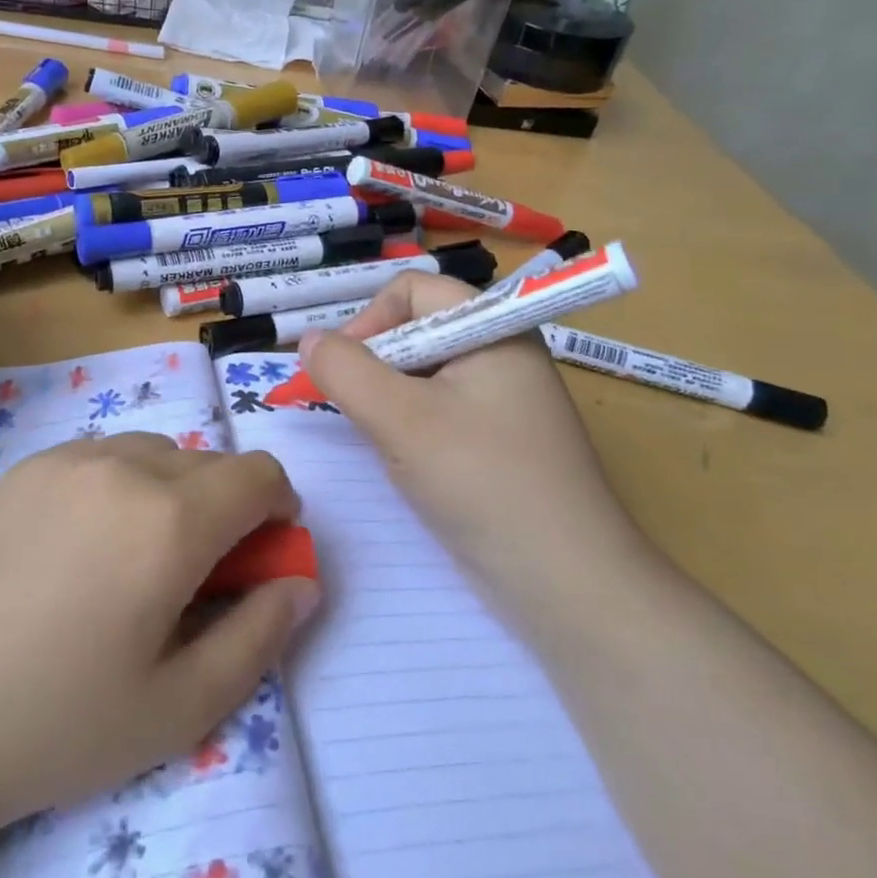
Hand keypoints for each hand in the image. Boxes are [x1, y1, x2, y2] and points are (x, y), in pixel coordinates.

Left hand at [0, 434, 318, 835]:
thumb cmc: (59, 720)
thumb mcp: (181, 707)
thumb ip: (259, 637)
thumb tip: (301, 582)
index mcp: (171, 519)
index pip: (258, 474)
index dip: (277, 509)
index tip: (261, 554)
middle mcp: (125, 466)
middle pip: (208, 462)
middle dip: (225, 507)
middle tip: (194, 575)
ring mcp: (69, 457)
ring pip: (154, 452)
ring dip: (171, 491)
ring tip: (133, 558)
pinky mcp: (26, 465)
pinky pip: (101, 455)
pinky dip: (118, 484)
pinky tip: (79, 546)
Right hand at [299, 272, 646, 602]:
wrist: (568, 587)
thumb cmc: (483, 483)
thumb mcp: (401, 419)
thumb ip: (345, 370)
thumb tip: (308, 340)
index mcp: (491, 328)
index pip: (411, 290)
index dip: (368, 319)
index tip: (342, 370)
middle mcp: (499, 352)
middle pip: (414, 330)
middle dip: (373, 364)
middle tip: (354, 410)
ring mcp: (501, 399)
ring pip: (420, 375)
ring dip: (386, 399)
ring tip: (381, 440)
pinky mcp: (497, 440)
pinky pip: (437, 410)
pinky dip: (408, 426)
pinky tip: (406, 462)